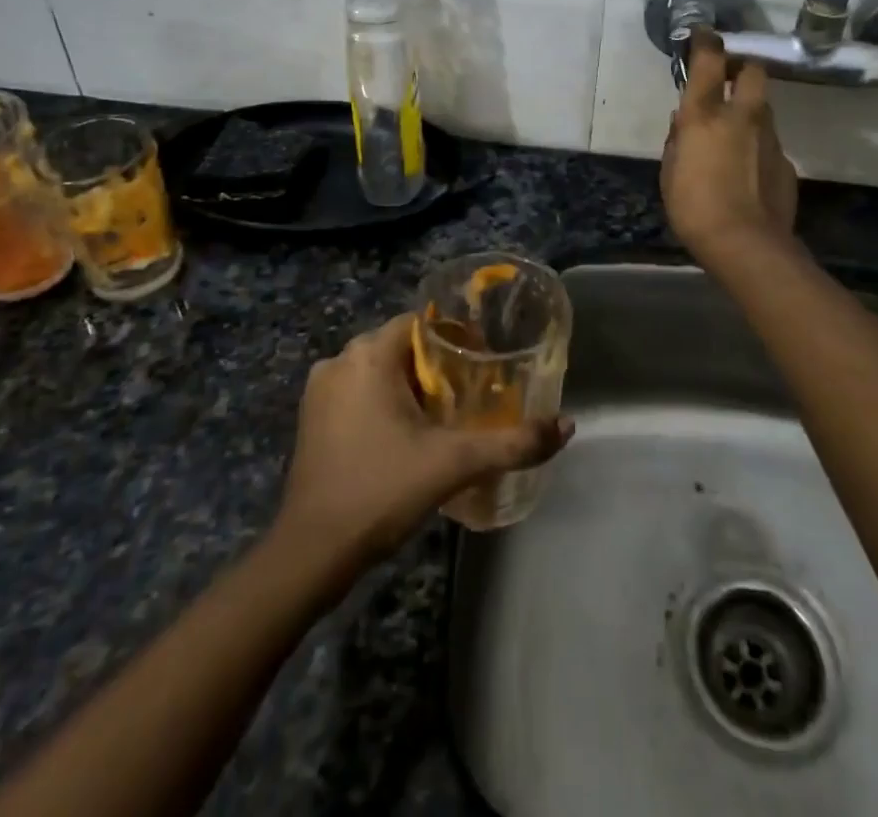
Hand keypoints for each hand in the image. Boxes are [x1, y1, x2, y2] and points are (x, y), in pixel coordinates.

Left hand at [273, 316, 571, 572]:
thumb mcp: (454, 464)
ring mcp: (321, 391)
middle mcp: (339, 360)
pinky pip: (359, 392)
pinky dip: (385, 402)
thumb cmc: (381, 491)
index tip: (484, 363)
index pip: (422, 322)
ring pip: (379, 370)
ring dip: (412, 385)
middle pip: (402, 346)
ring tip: (447, 415)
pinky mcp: (312, 419)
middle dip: (438, 365)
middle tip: (473, 393)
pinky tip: (408, 435)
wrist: (311, 554)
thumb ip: (512, 443)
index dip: (457, 337)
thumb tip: (566, 426)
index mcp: (368, 355)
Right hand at [662, 29, 798, 263]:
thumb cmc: (694, 207)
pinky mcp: (786, 161)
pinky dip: (758, 145)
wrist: (746, 244)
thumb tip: (683, 122)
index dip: (706, 42)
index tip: (703, 35)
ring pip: (764, 107)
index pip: (709, 62)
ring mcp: (770, 137)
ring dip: (749, 109)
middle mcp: (742, 116)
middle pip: (752, 71)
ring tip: (734, 133)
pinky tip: (748, 170)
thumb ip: (677, 141)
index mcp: (705, 115)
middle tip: (727, 81)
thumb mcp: (670, 172)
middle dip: (741, 68)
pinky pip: (770, 141)